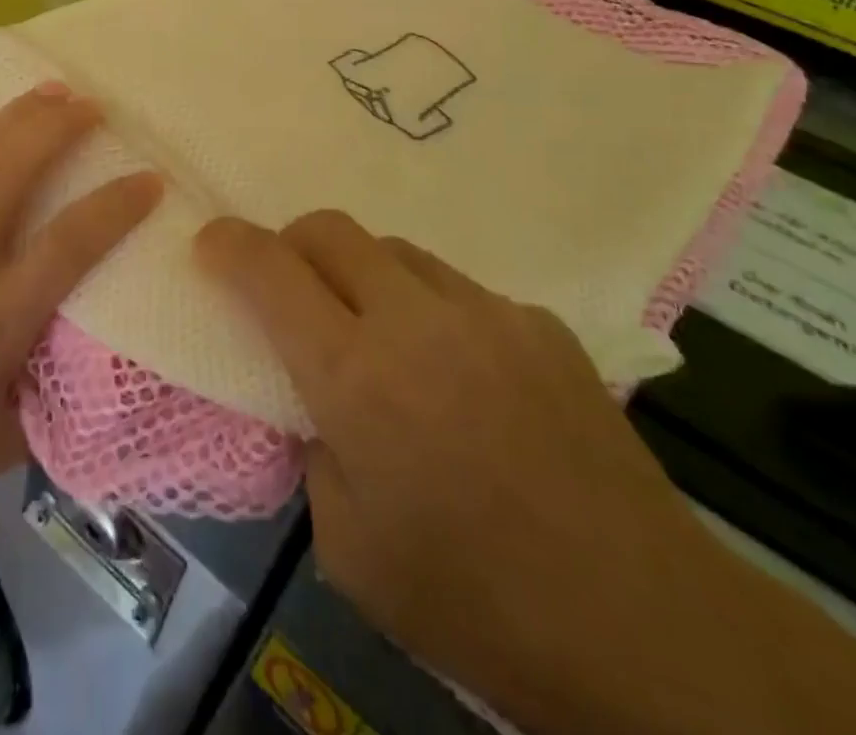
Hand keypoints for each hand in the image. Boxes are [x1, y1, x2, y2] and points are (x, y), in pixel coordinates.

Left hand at [0, 85, 161, 517]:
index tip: (150, 180)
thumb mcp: (15, 439)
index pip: (68, 245)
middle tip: (92, 106)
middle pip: (8, 176)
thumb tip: (115, 356)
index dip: (115, 207)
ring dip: (9, 121)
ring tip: (47, 90)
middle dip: (54, 131)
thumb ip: (66, 395)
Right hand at [197, 212, 722, 730]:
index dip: (229, 244)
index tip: (209, 243)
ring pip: (396, 251)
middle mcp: (414, 320)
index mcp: (354, 375)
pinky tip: (462, 378)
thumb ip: (312, 449)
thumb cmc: (474, 600)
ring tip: (380, 337)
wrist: (646, 627)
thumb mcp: (348, 547)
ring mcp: (485, 312)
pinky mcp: (539, 324)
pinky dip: (433, 313)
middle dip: (292, 243)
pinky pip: (460, 292)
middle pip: (332, 229)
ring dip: (364, 276)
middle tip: (288, 287)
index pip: (270, 272)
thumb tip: (314, 401)